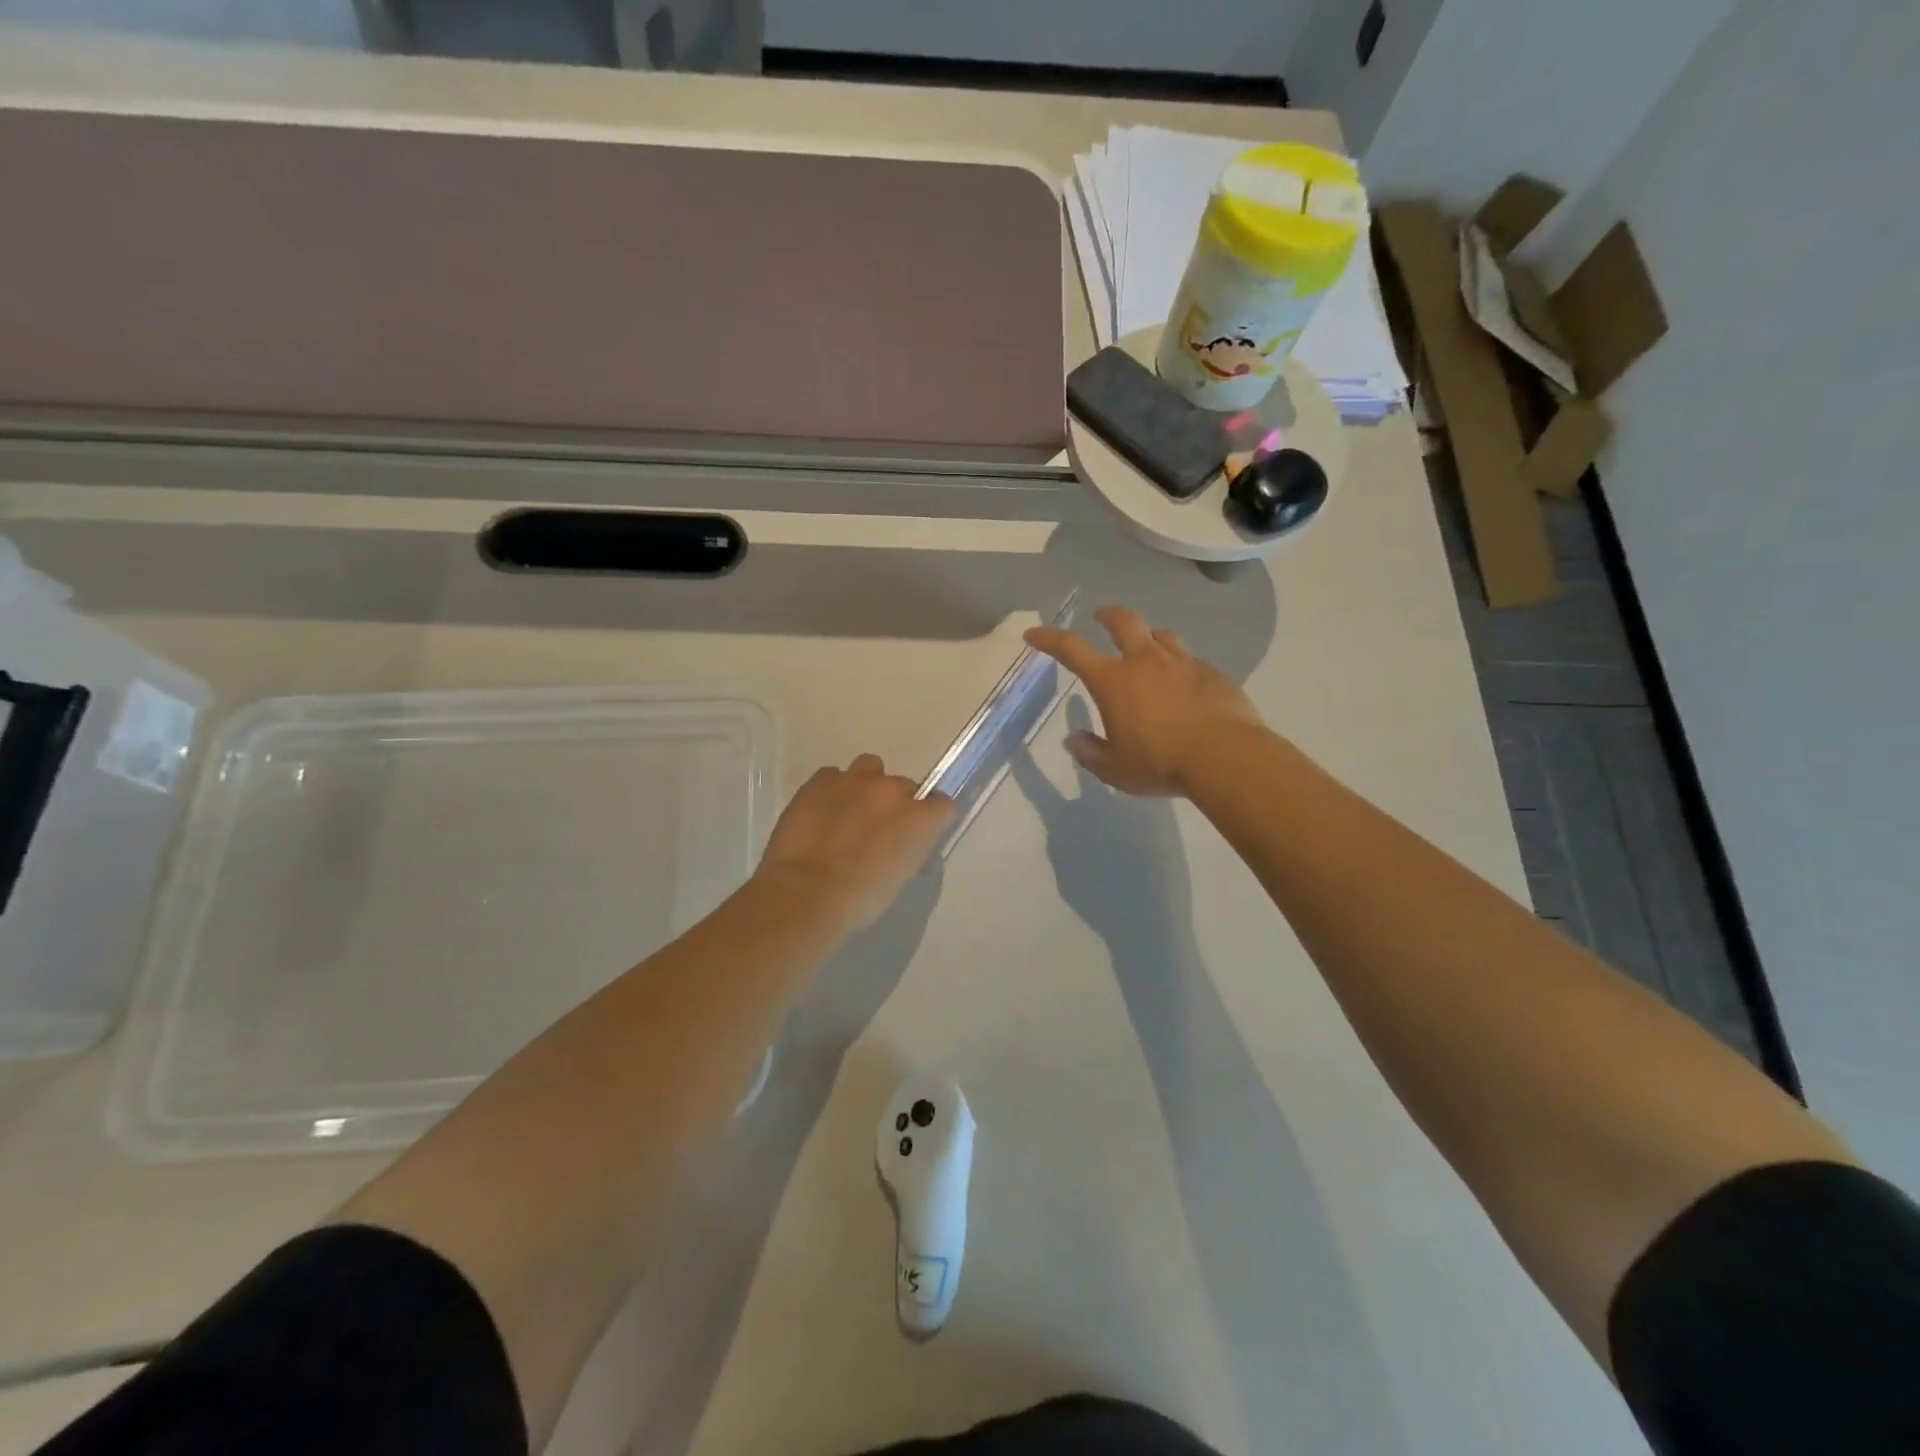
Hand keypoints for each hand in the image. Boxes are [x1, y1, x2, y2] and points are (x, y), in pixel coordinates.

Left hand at [754, 755, 954, 930]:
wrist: (806, 893)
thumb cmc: (860, 899)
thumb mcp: (900, 878)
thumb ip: (909, 850)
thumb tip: (903, 844)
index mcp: (921, 819)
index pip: (943, 805)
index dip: (931, 818)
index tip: (918, 834)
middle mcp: (893, 790)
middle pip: (904, 786)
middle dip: (894, 804)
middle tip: (876, 831)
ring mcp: (856, 780)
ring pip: (870, 768)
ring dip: (865, 787)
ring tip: (848, 812)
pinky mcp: (821, 780)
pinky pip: (833, 776)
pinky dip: (832, 791)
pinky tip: (820, 813)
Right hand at [1026, 605, 1266, 796]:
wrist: (1225, 756)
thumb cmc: (1160, 763)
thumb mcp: (1116, 769)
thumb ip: (1091, 753)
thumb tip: (1074, 739)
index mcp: (1113, 681)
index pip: (1072, 649)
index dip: (1049, 638)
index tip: (1034, 633)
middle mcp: (1145, 661)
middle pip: (1124, 621)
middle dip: (1107, 615)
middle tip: (1100, 616)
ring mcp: (1182, 663)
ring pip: (1162, 635)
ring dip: (1149, 637)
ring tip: (1148, 649)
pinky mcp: (1211, 672)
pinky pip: (1189, 659)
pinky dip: (1179, 666)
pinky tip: (1184, 685)